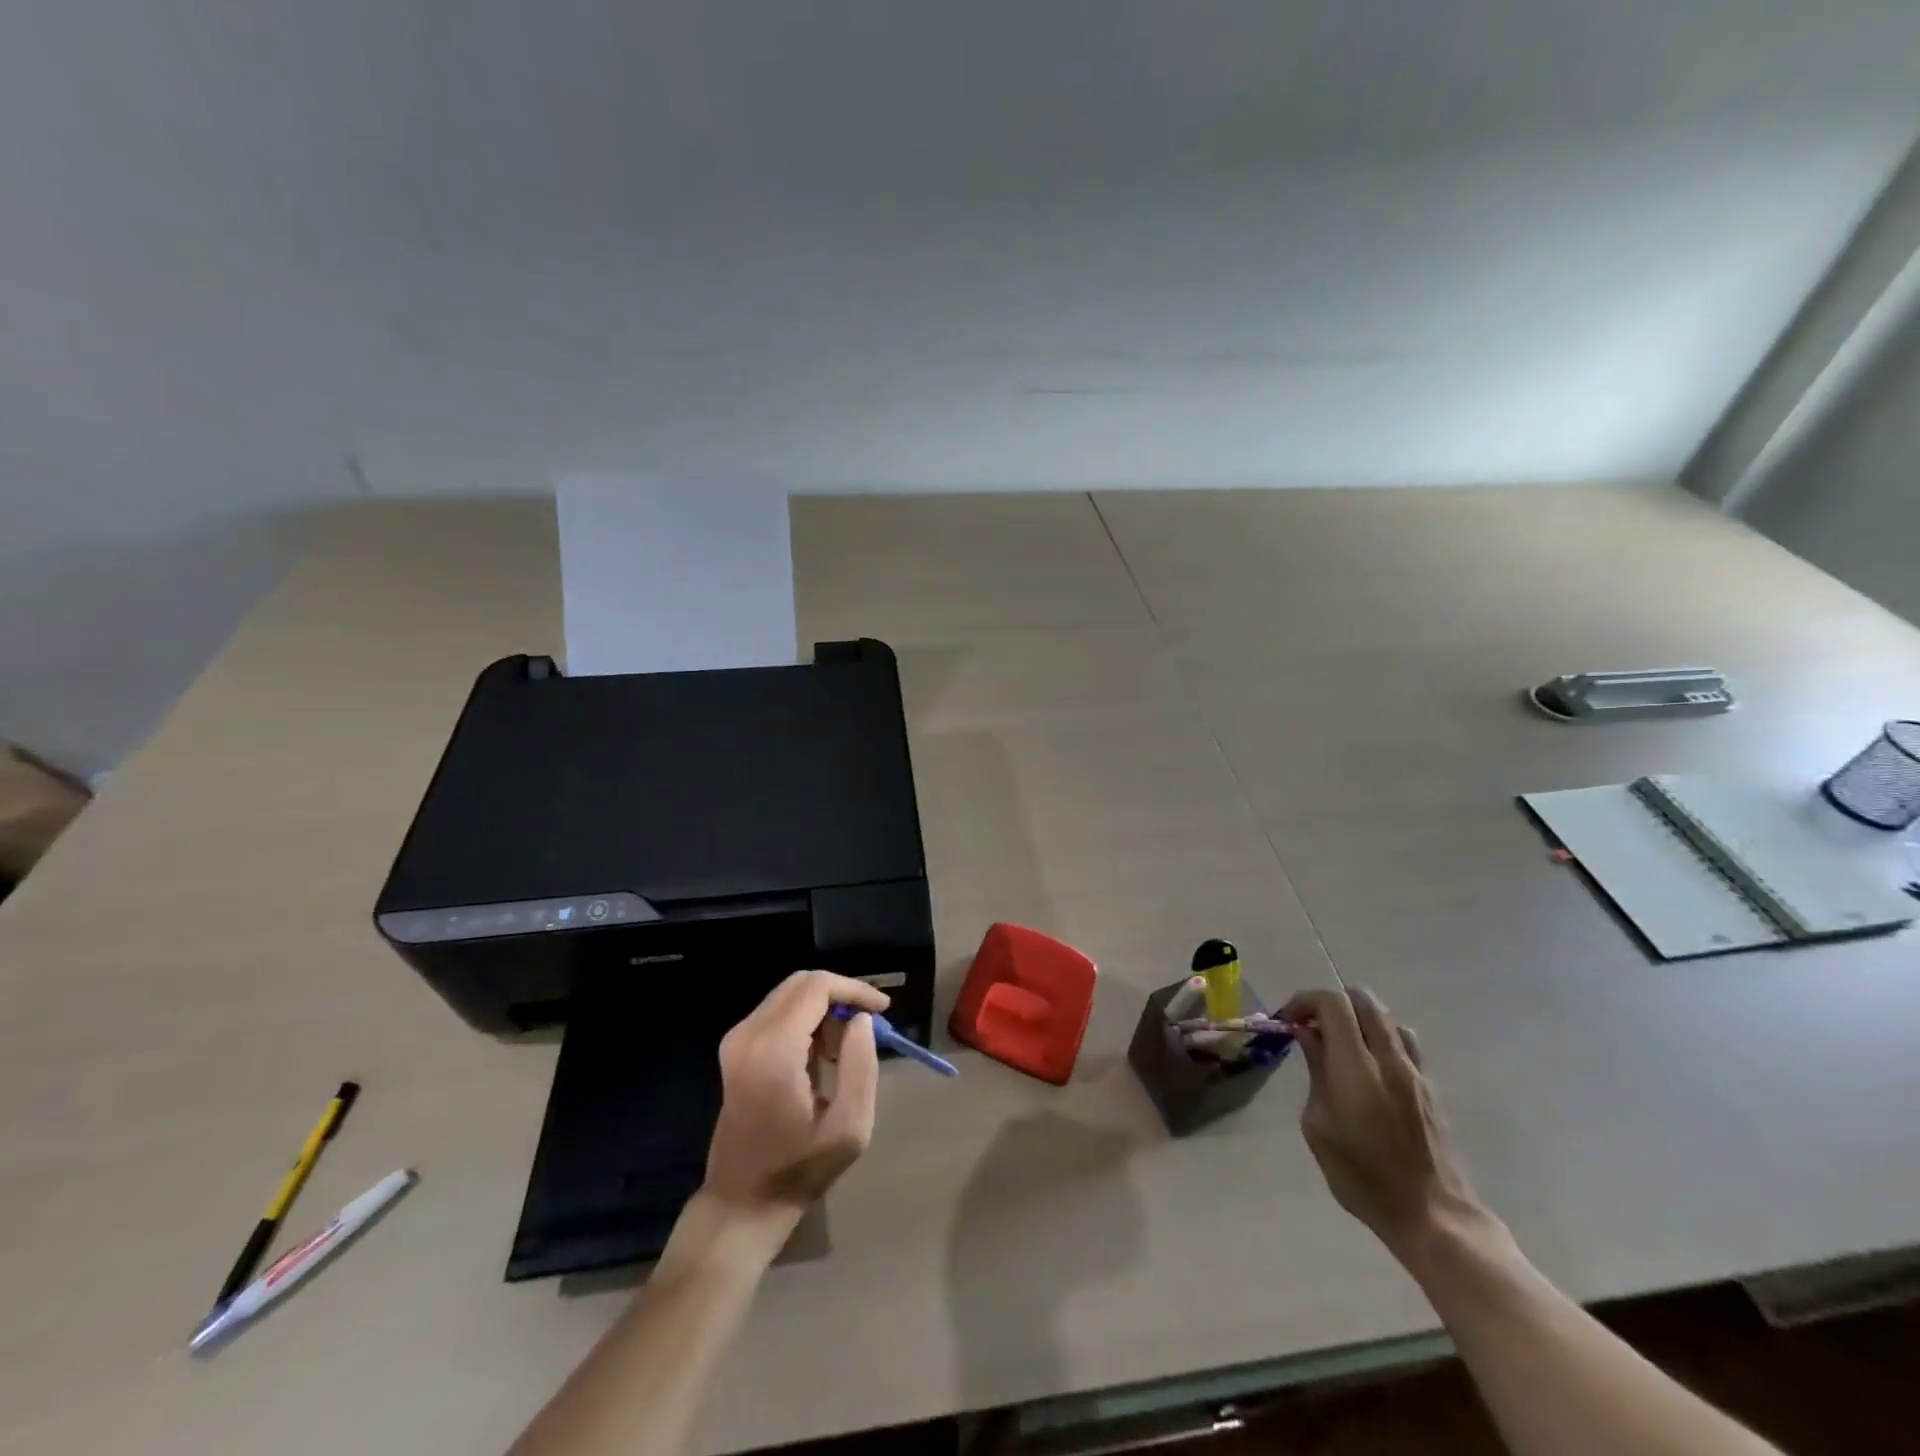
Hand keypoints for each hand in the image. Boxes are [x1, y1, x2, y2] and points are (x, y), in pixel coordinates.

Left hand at [702, 970, 890, 1232]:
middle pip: (802, 983)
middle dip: (840, 996)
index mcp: (774, 1049)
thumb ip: (861, 1065)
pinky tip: (822, 1056)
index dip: (854, 990)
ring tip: (845, 1051)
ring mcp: (737, 1040)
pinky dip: (806, 1021)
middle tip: (867, 1027)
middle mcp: (749, 1034)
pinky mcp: (735, 1049)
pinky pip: (778, 1012)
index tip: (883, 1010)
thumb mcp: (849, 1127)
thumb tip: (861, 1020)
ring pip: (790, 995)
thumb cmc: (799, 1170)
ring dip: (824, 1010)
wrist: (741, 1203)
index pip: (817, 987)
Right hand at [1281, 987, 1487, 1257]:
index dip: (1305, 1000)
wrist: (1433, 1216)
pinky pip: (1403, 1042)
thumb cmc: (1362, 1177)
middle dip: (1330, 1003)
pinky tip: (1367, 1066)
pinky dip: (1379, 1038)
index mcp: (1356, 1068)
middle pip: (1362, 998)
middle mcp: (1389, 1059)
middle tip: (1310, 1027)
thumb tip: (1307, 1035)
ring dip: (1357, 1018)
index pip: (1333, 1003)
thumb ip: (1315, 1072)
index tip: (1288, 1019)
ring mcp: (1414, 1071)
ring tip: (1339, 1045)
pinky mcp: (1429, 1086)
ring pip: (1385, 1016)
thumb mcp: (1318, 1126)